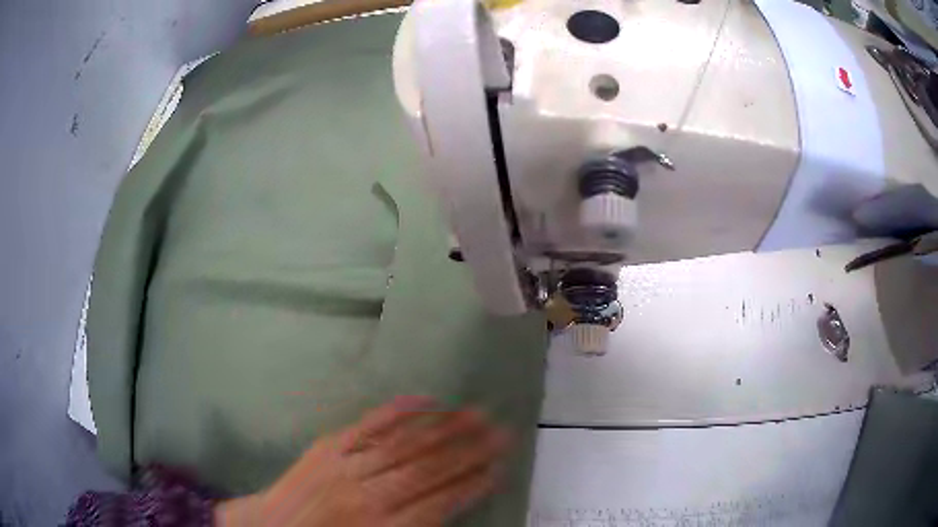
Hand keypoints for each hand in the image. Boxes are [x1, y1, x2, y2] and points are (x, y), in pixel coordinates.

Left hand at [216, 396, 510, 526]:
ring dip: (444, 428)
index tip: (499, 468)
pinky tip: (425, 400)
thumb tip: (450, 505)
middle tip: (501, 431)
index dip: (472, 485)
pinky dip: (398, 412)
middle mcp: (368, 495)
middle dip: (469, 450)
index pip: (439, 503)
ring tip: (477, 412)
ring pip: (403, 444)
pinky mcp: (328, 446)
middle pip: (427, 469)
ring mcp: (346, 466)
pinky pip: (367, 426)